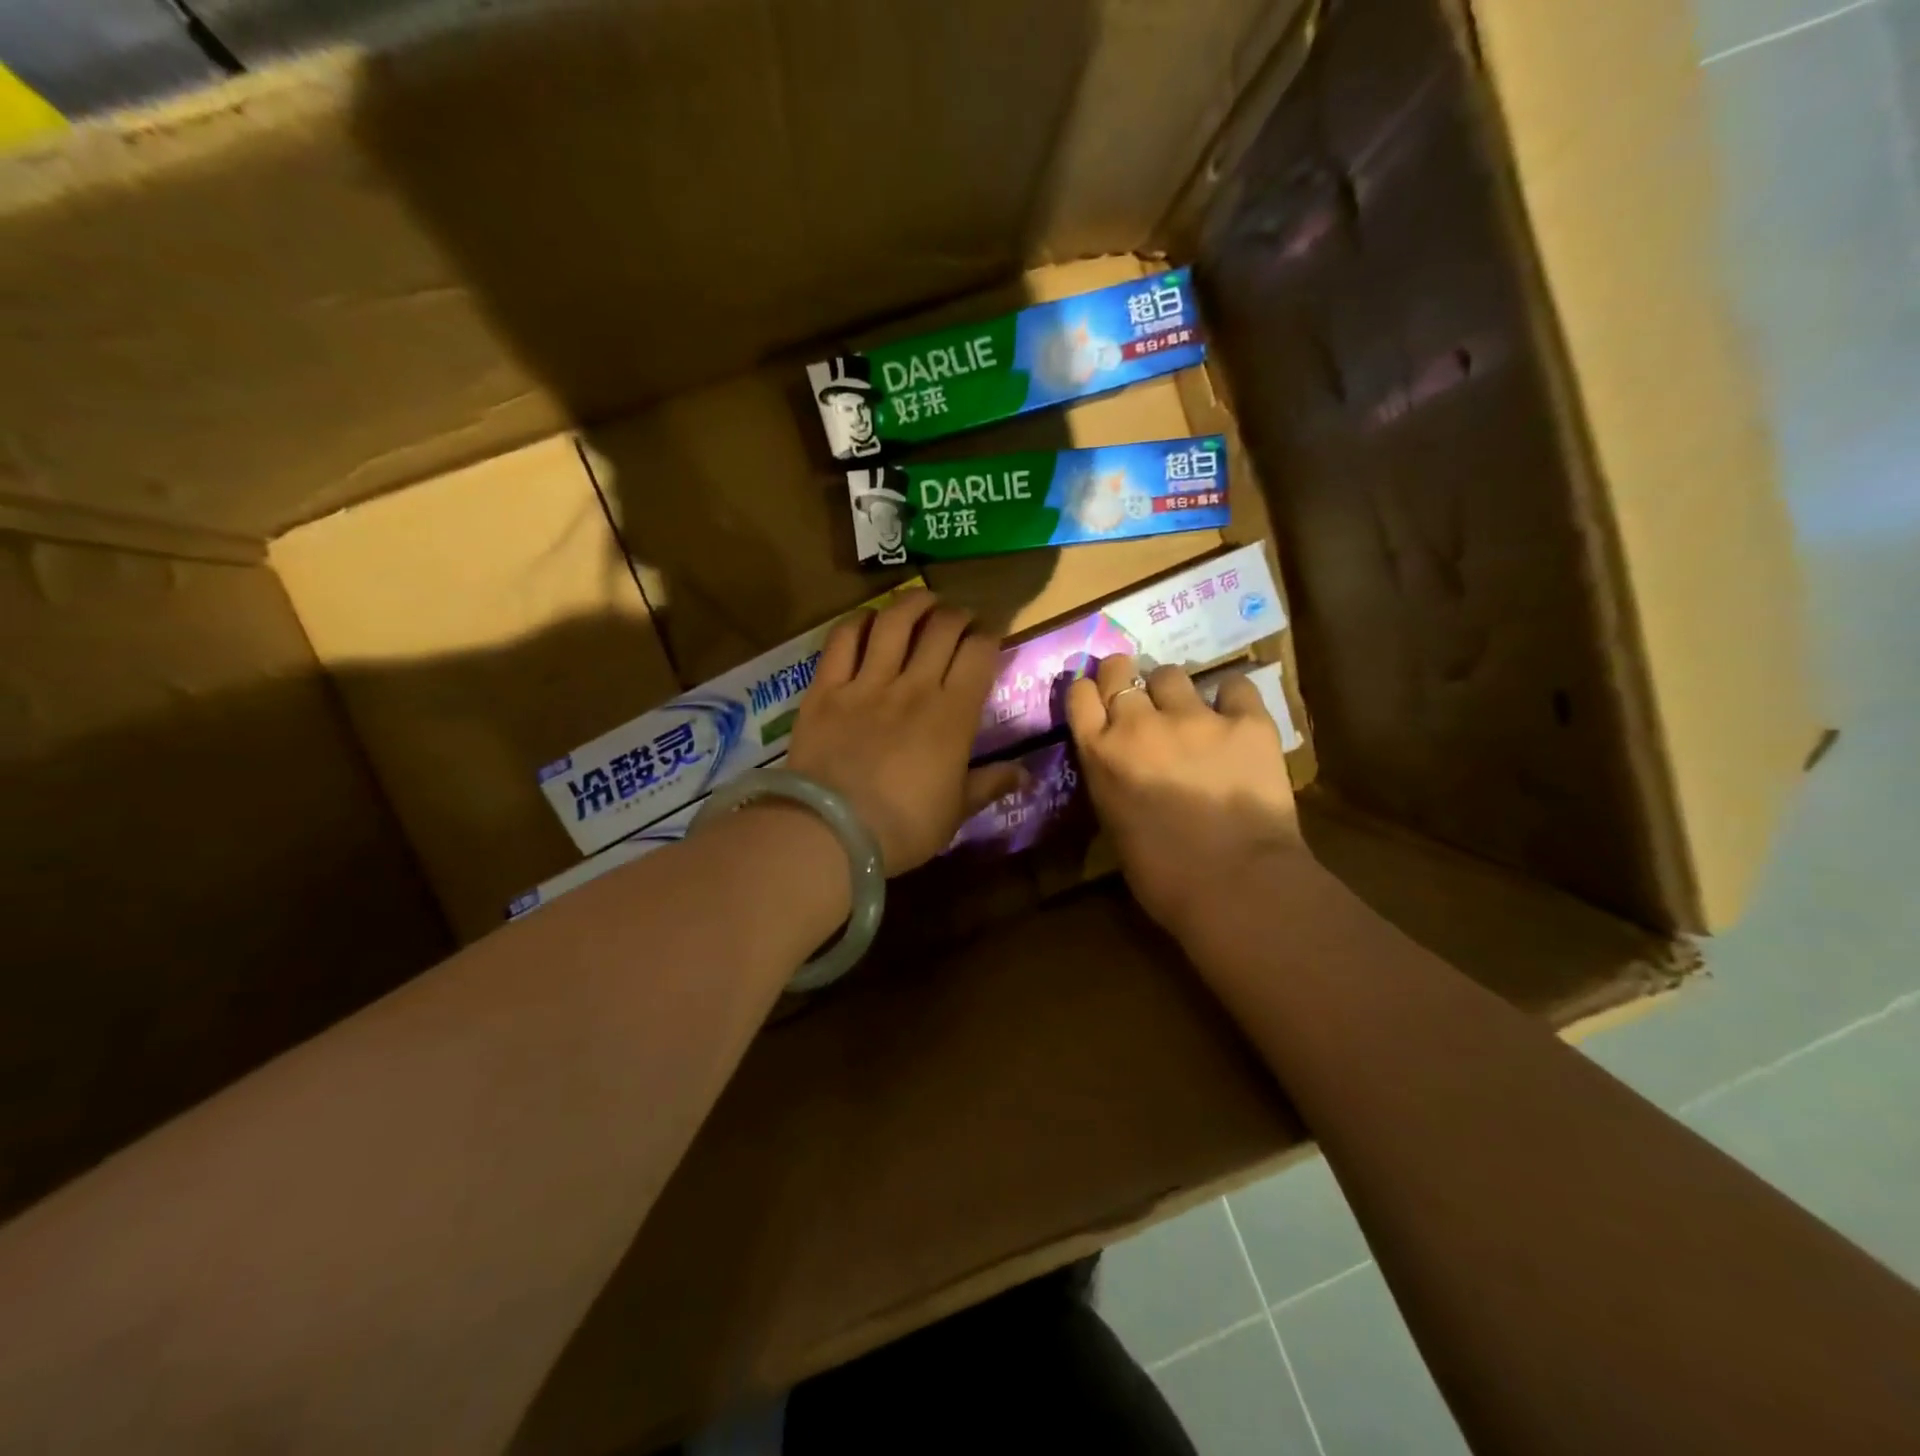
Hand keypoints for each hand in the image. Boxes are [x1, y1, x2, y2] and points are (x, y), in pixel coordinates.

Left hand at [787, 591, 1024, 874]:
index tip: (989, 636)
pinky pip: (843, 640)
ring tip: (922, 601)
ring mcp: (867, 683)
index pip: (979, 652)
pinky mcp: (826, 688)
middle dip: (957, 614)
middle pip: (941, 627)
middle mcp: (914, 686)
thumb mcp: (955, 812)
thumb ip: (989, 785)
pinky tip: (868, 619)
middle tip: (958, 620)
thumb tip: (1025, 774)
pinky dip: (857, 621)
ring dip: (912, 603)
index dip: (989, 635)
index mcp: (953, 715)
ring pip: (894, 621)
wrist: (831, 831)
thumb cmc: (903, 827)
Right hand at [1066, 655, 1308, 945]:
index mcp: (1101, 753)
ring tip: (1188, 712)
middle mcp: (1139, 724)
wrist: (1236, 886)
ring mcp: (1193, 717)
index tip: (1100, 699)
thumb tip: (1123, 764)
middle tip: (1138, 693)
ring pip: (1171, 674)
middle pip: (1120, 670)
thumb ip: (1111, 778)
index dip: (1091, 691)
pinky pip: (1234, 686)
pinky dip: (1231, 699)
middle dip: (1124, 676)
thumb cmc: (1163, 875)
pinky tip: (1235, 719)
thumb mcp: (1114, 822)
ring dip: (1173, 691)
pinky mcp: (1245, 721)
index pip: (1080, 694)